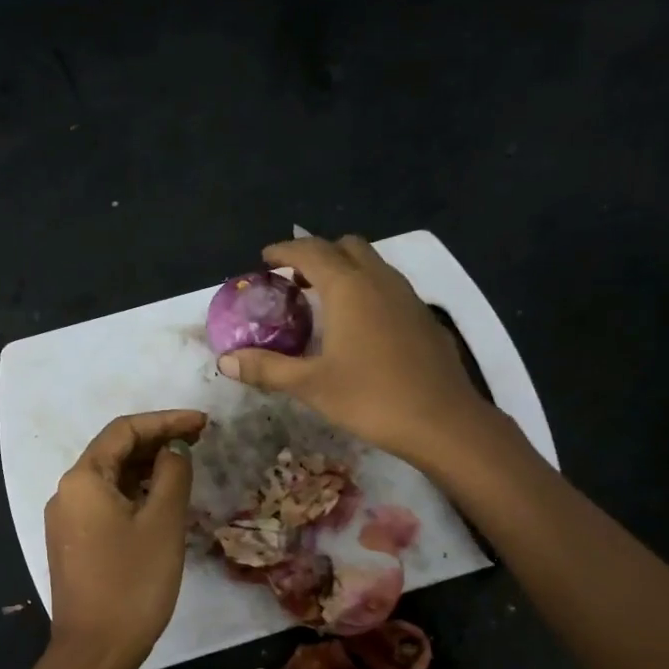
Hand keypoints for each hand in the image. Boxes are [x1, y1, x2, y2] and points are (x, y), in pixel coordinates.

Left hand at [44, 409, 206, 668]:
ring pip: (110, 478)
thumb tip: (174, 449)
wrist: (95, 650)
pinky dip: (134, 492)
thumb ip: (172, 474)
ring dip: (146, 467)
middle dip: (156, 441)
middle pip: (113, 451)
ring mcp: (66, 519)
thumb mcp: (163, 522)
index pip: (124, 430)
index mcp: (83, 479)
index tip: (203, 423)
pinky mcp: (73, 542)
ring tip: (186, 464)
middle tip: (200, 440)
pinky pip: (105, 503)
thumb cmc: (133, 582)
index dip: (166, 421)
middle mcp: (66, 491)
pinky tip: (160, 498)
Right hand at [217, 235, 498, 463]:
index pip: (311, 252)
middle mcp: (379, 280)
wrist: (442, 421)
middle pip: (345, 247)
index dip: (284, 252)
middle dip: (317, 255)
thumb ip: (266, 368)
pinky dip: (367, 291)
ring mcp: (408, 296)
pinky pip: (389, 287)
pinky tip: (360, 327)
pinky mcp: (424, 317)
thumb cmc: (370, 398)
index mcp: (348, 288)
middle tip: (294, 282)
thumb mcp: (310, 385)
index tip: (264, 259)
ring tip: (323, 302)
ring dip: (345, 271)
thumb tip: (225, 361)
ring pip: (372, 264)